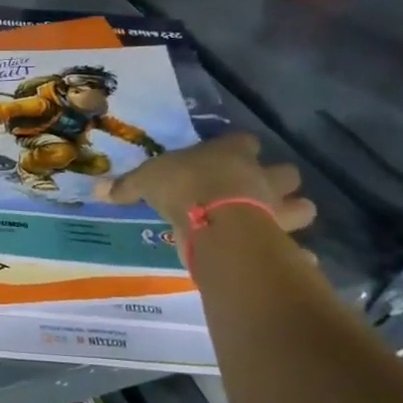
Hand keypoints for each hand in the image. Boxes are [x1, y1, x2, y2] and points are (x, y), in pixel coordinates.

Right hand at [107, 133, 316, 237]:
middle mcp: (260, 176)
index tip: (228, 157)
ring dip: (292, 214)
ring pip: (303, 207)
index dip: (239, 149)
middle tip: (259, 193)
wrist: (214, 220)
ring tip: (274, 223)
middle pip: (287, 173)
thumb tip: (99, 189)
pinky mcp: (280, 239)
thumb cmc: (182, 186)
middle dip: (278, 182)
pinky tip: (284, 260)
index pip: (245, 142)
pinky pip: (297, 249)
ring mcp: (276, 208)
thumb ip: (127, 186)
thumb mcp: (145, 181)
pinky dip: (295, 256)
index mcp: (231, 153)